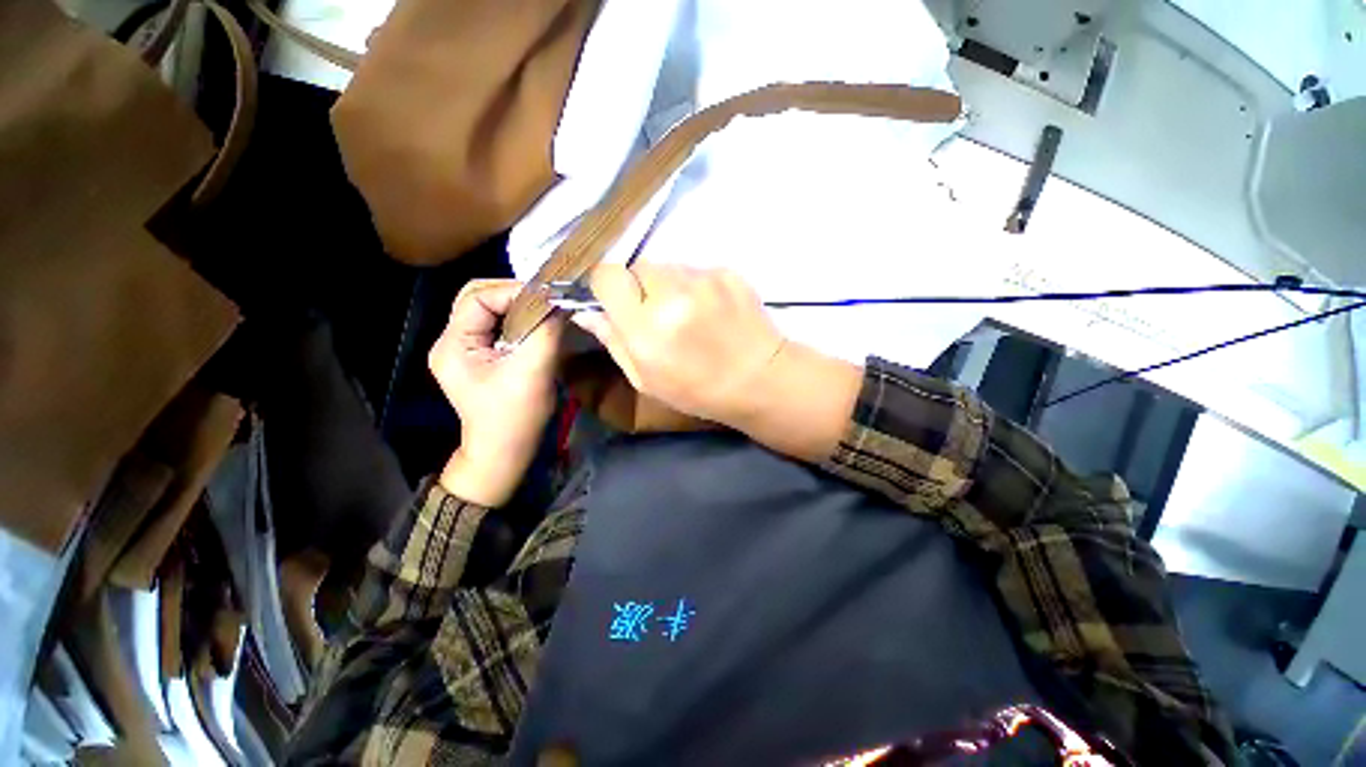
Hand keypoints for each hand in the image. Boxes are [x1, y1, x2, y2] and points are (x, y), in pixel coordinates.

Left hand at [429, 280, 562, 505]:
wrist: (504, 453)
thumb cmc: (516, 416)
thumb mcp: (534, 370)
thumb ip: (545, 332)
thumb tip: (558, 302)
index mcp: (454, 345)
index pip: (477, 298)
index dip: (512, 292)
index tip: (546, 299)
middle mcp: (451, 342)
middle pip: (478, 299)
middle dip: (513, 296)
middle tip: (545, 302)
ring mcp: (463, 351)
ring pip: (488, 312)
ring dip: (516, 308)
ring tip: (544, 312)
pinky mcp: (478, 359)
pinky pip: (495, 328)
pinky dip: (517, 321)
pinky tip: (536, 328)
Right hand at [571, 266, 861, 459]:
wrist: (759, 380)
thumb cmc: (697, 390)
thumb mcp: (646, 379)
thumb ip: (614, 342)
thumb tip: (586, 313)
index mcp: (646, 328)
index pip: (606, 276)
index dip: (608, 287)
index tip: (617, 303)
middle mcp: (672, 295)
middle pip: (638, 266)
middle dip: (640, 287)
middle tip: (657, 314)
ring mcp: (704, 280)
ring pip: (668, 266)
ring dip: (668, 285)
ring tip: (689, 314)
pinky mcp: (728, 272)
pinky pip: (697, 270)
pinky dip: (696, 286)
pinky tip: (712, 311)